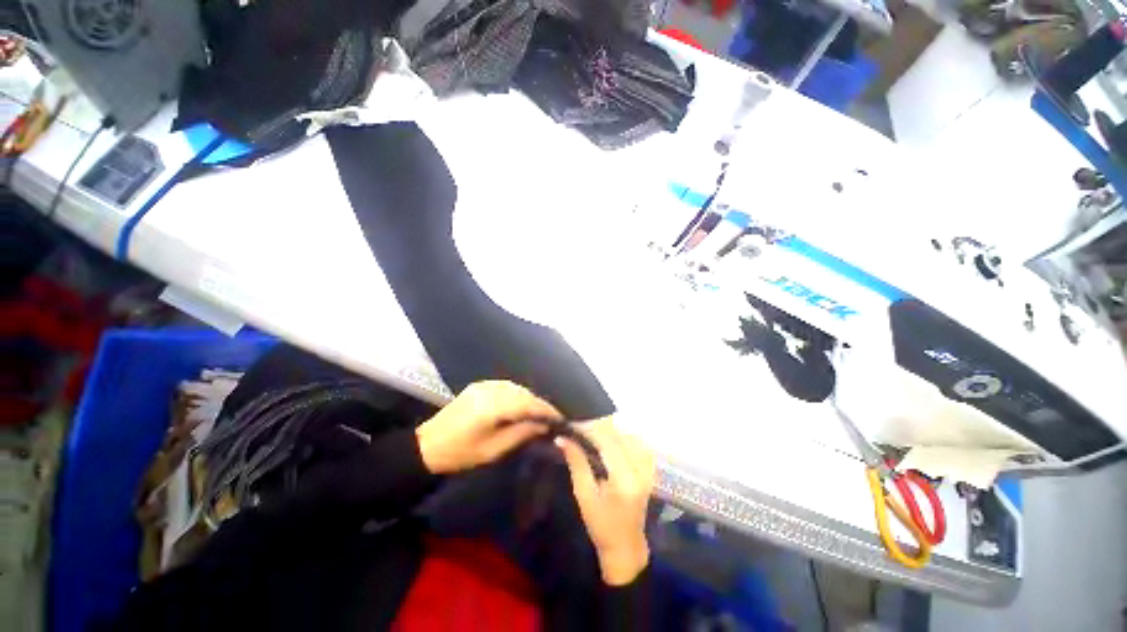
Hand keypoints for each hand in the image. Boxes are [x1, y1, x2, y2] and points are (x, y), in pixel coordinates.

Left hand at [416, 381, 561, 473]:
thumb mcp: (493, 450)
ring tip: (539, 412)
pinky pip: (505, 386)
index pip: (528, 404)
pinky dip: (517, 394)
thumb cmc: (461, 454)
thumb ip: (521, 434)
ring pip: (516, 387)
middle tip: (552, 418)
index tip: (561, 419)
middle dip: (539, 404)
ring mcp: (483, 385)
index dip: (546, 410)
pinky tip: (521, 404)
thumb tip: (544, 425)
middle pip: (523, 393)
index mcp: (493, 407)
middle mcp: (490, 390)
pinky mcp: (478, 385)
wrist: (427, 445)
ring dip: (529, 398)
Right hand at [556, 417, 654, 585]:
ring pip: (629, 436)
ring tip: (592, 429)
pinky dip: (623, 437)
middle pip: (620, 436)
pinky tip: (611, 439)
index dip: (591, 428)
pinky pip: (637, 443)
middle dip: (599, 426)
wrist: (626, 546)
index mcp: (625, 479)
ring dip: (611, 430)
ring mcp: (648, 468)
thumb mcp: (584, 495)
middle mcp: (641, 469)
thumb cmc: (601, 525)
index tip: (574, 420)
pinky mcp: (650, 469)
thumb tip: (562, 438)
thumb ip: (576, 463)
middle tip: (580, 423)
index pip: (608, 442)